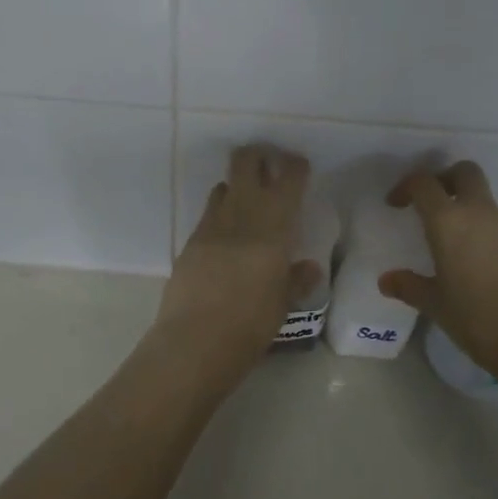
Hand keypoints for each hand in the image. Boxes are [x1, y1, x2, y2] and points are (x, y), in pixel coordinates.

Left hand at [155, 145, 319, 377]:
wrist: (193, 342)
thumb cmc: (249, 326)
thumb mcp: (282, 306)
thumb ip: (296, 281)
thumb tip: (309, 267)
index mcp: (272, 228)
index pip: (287, 179)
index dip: (295, 166)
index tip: (300, 166)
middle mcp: (240, 216)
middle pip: (245, 163)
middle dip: (259, 156)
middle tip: (271, 167)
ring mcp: (210, 226)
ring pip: (223, 186)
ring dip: (237, 186)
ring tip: (250, 205)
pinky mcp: (189, 242)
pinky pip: (209, 215)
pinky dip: (221, 214)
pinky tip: (228, 237)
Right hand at [378, 161, 497, 376]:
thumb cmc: (477, 319)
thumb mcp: (435, 305)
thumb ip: (409, 287)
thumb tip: (387, 280)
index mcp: (449, 221)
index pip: (424, 184)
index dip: (406, 187)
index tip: (396, 204)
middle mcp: (481, 214)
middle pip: (465, 173)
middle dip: (445, 179)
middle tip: (432, 204)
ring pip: (486, 202)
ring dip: (469, 211)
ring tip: (456, 246)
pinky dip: (488, 235)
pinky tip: (482, 268)